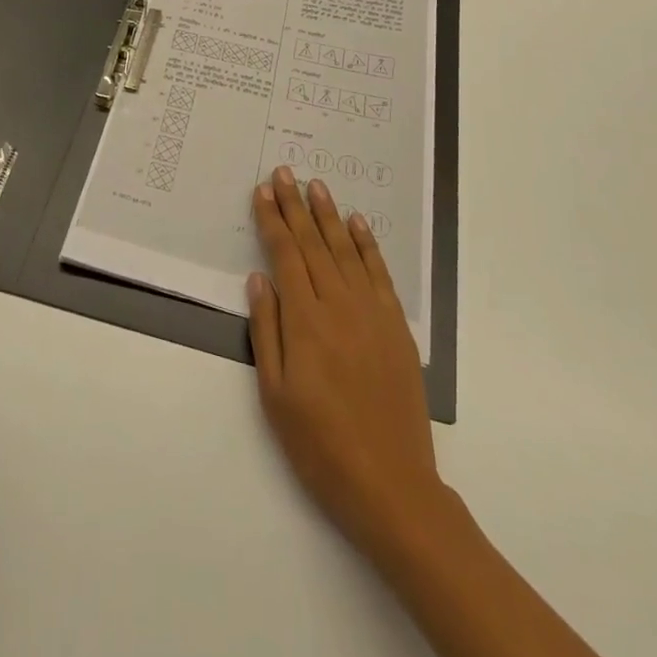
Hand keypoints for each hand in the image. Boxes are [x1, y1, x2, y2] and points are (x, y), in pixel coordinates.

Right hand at [247, 165, 440, 551]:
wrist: (391, 484)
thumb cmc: (321, 445)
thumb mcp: (276, 395)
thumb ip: (267, 330)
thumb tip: (258, 279)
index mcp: (305, 320)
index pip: (285, 255)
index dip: (272, 220)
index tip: (261, 192)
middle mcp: (339, 305)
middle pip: (313, 243)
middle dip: (295, 205)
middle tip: (284, 172)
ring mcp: (372, 313)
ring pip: (345, 250)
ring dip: (329, 215)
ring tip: (316, 185)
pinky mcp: (397, 326)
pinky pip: (379, 273)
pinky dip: (367, 245)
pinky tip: (356, 224)